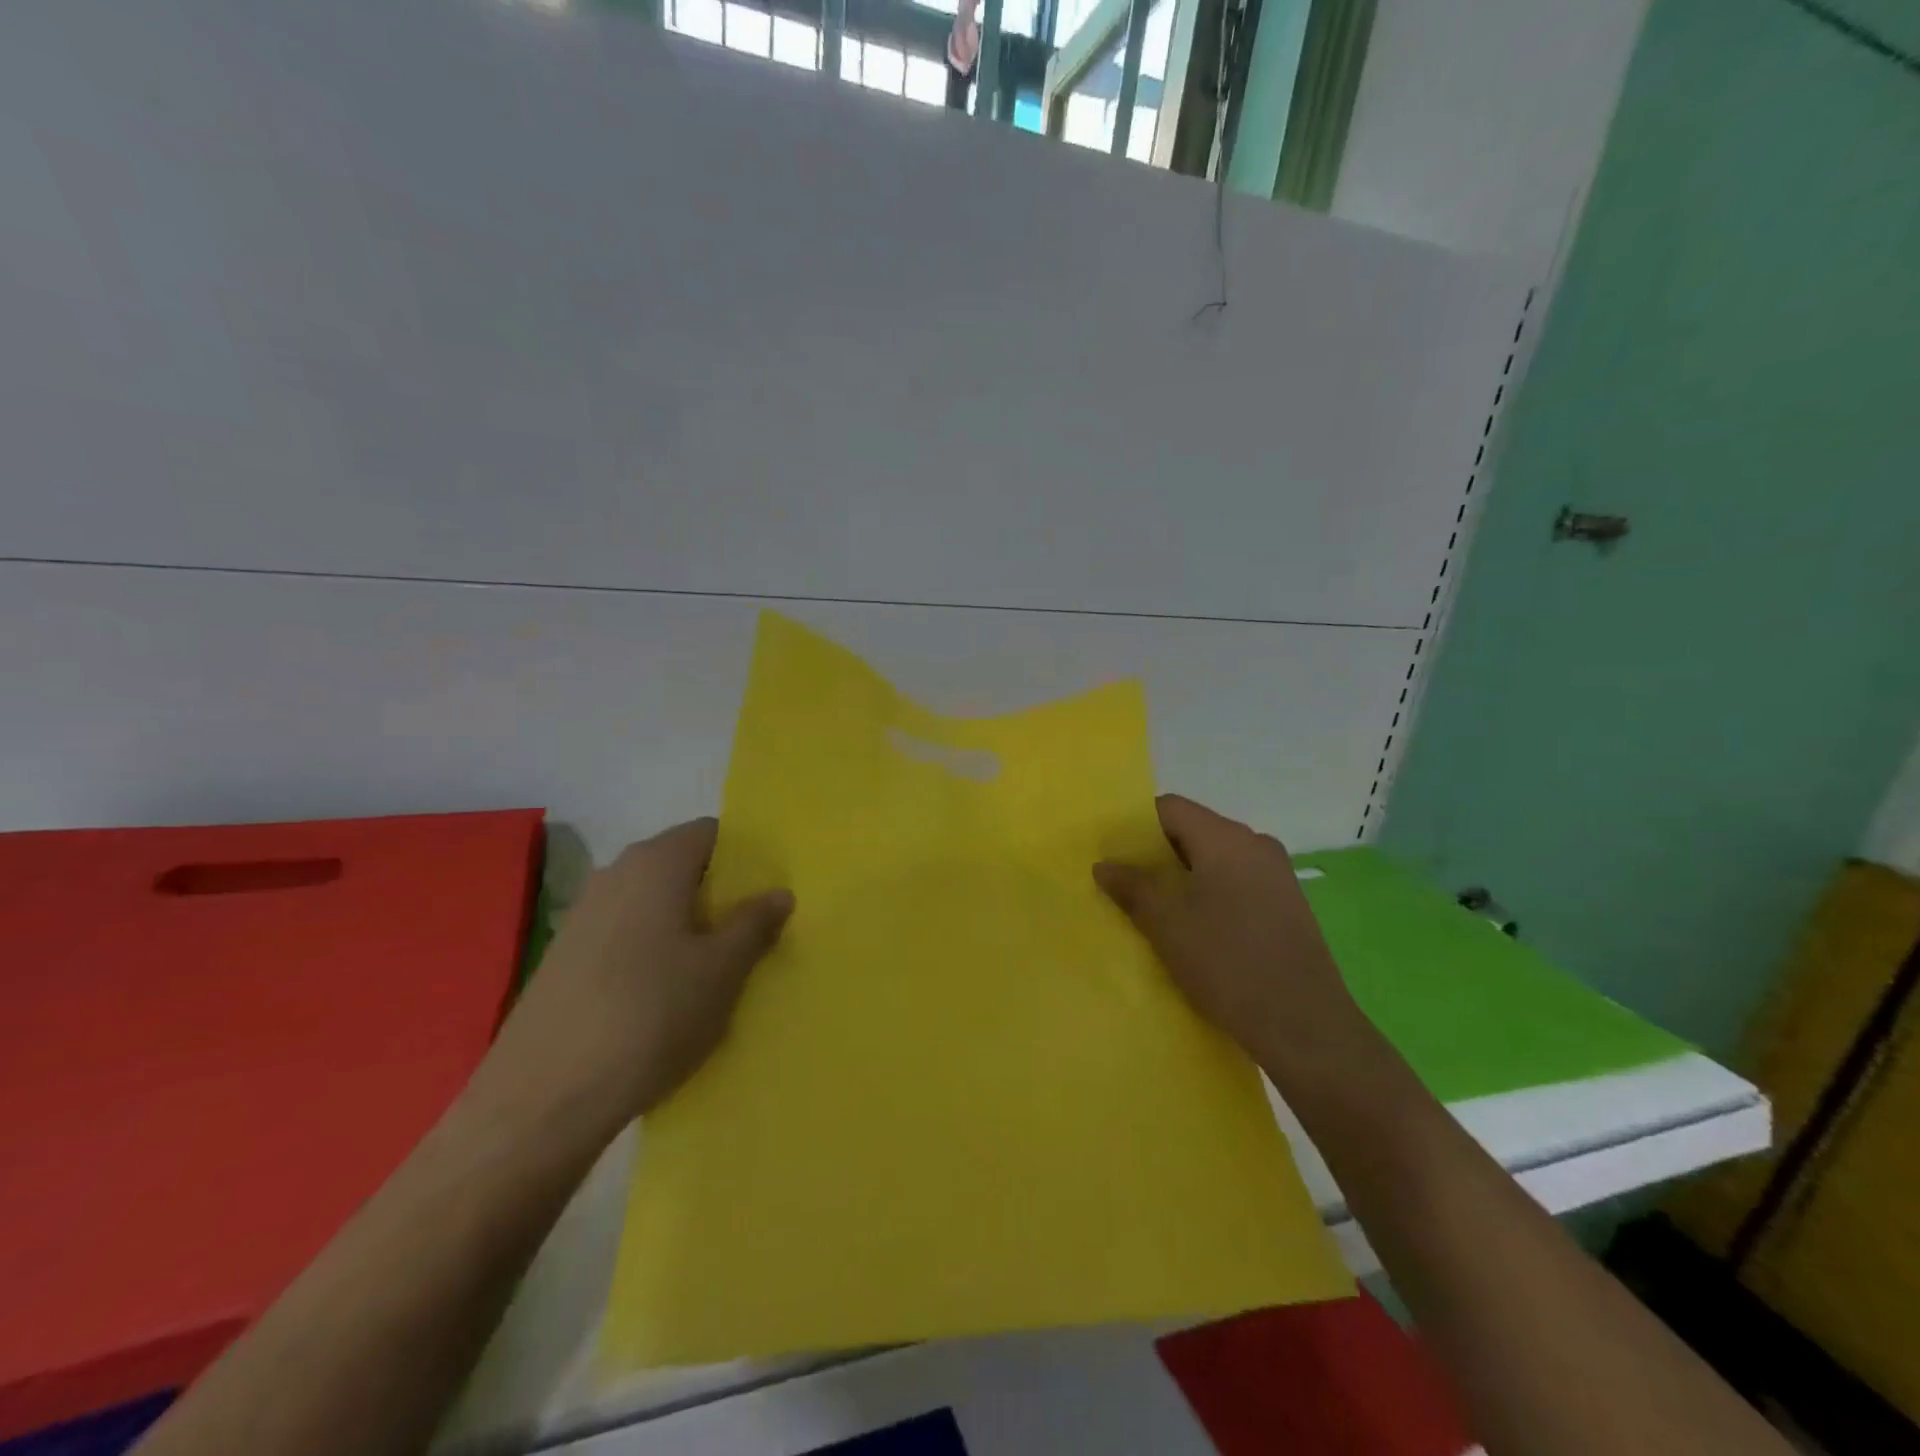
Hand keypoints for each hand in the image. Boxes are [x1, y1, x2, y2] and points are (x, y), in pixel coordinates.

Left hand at [481, 819, 792, 1136]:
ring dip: (686, 922)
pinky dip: (653, 947)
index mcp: (657, 862)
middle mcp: (616, 874)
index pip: (712, 833)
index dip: (745, 856)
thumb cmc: (650, 1016)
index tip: (769, 891)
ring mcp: (584, 914)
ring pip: (653, 902)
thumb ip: (755, 923)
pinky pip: (626, 933)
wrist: (543, 1100)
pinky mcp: (565, 956)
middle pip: (681, 865)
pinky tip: (665, 993)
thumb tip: (780, 892)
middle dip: (718, 892)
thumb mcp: (721, 971)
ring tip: (714, 966)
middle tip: (751, 930)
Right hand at [1095, 794, 1376, 1086]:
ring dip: (1183, 877)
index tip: (1112, 853)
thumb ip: (1131, 886)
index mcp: (1227, 838)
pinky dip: (1210, 894)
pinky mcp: (1288, 906)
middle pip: (1194, 831)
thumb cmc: (1226, 962)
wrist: (1303, 1026)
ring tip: (1156, 909)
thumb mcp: (1165, 923)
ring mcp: (1278, 876)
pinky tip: (1195, 928)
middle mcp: (1256, 845)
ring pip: (1216, 860)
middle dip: (1157, 854)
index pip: (1170, 808)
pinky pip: (1237, 883)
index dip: (1136, 824)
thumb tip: (1104, 865)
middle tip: (1126, 883)